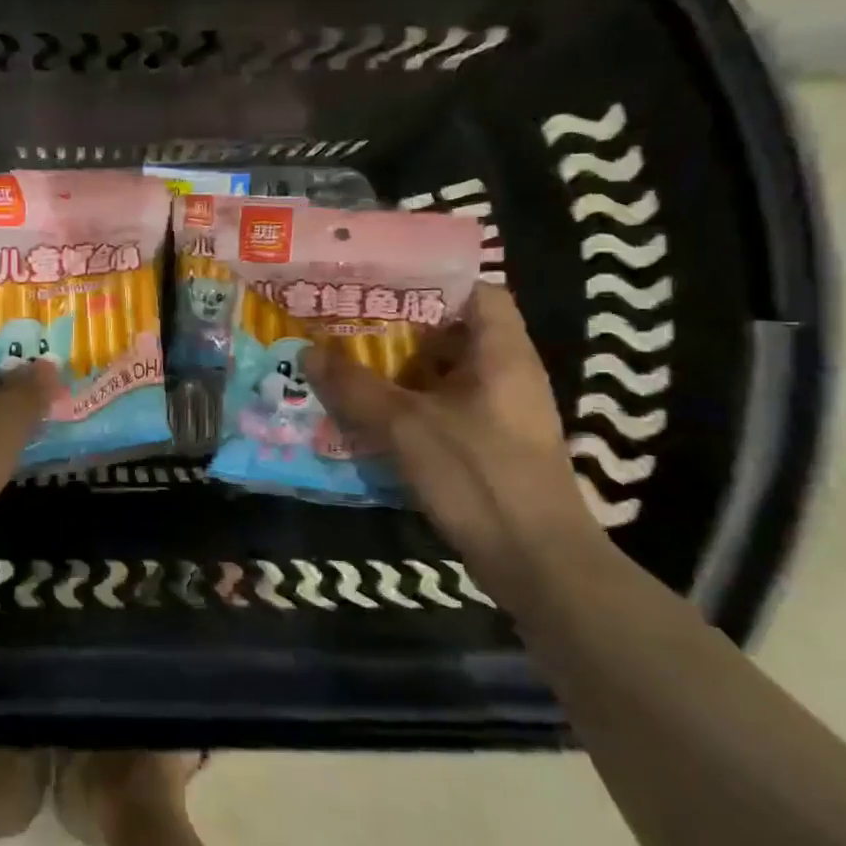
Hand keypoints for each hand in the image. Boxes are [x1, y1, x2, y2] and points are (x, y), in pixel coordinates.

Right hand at [305, 284, 605, 582]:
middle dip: (396, 328)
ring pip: (440, 376)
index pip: (477, 292)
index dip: (431, 281)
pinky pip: (439, 410)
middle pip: (450, 333)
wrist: (537, 564)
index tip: (378, 281)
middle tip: (344, 321)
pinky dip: (404, 406)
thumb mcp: (407, 426)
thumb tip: (308, 352)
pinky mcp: (486, 447)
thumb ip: (356, 387)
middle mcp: (506, 375)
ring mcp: (497, 414)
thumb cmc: (480, 477)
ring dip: (394, 371)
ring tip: (342, 362)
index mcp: (502, 354)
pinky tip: (364, 414)